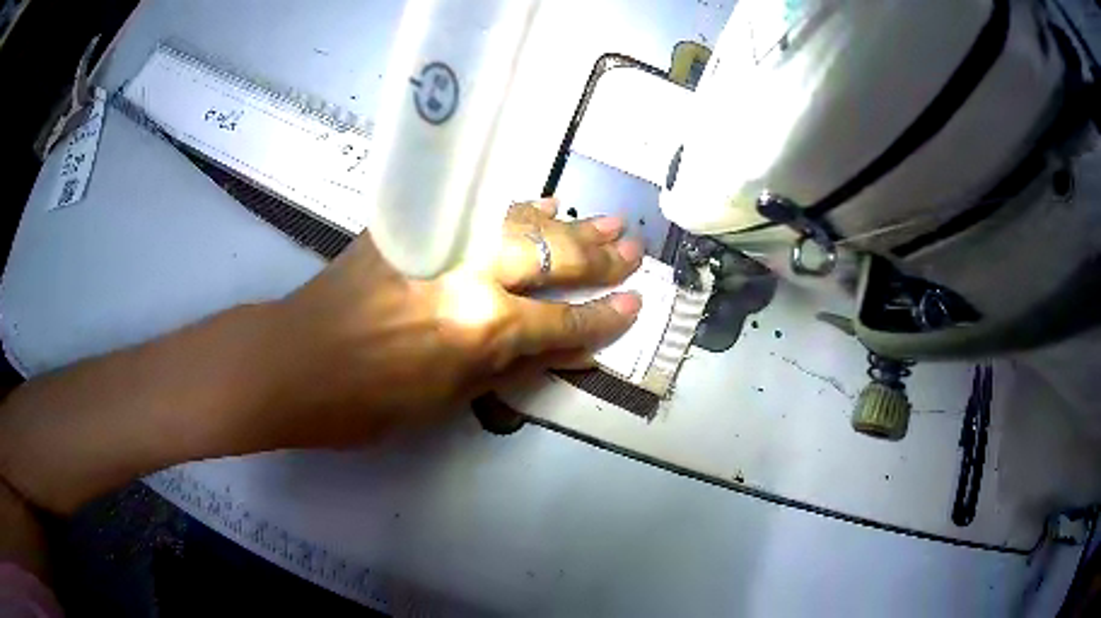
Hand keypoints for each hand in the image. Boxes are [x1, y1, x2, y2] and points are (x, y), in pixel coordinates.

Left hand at [241, 199, 643, 447]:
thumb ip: (510, 367)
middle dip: (597, 257)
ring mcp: (439, 240)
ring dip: (565, 223)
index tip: (634, 305)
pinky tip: (539, 202)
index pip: (561, 320)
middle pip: (550, 258)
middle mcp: (470, 273)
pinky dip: (512, 208)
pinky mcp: (411, 225)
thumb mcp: (446, 399)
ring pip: (519, 222)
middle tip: (633, 248)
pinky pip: (474, 211)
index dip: (601, 318)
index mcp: (481, 328)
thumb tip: (568, 350)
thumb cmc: (364, 403)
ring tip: (604, 218)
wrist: (292, 362)